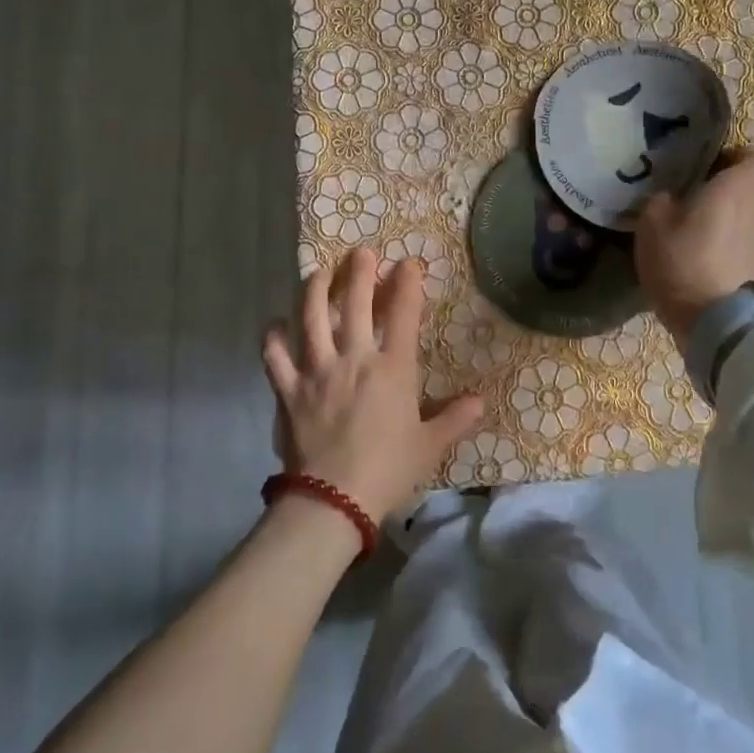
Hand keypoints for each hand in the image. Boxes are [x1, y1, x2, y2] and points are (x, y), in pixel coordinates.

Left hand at [262, 248, 485, 523]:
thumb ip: (454, 419)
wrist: (334, 500)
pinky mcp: (289, 391)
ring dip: (315, 290)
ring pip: (312, 318)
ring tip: (318, 272)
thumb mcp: (429, 446)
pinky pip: (275, 358)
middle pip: (356, 304)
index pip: (404, 314)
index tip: (409, 264)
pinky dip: (273, 339)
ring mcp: (317, 371)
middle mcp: (354, 358)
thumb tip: (480, 402)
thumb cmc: (388, 470)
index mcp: (392, 369)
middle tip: (361, 252)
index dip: (408, 284)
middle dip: (360, 272)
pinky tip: (275, 325)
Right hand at [633, 148, 753, 342]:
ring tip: (695, 227)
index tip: (704, 168)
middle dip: (728, 187)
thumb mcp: (652, 222)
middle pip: (753, 185)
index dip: (731, 157)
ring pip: (751, 213)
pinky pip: (747, 241)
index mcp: (741, 183)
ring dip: (729, 216)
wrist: (716, 321)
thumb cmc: (684, 258)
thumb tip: (670, 198)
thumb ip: (661, 199)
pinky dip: (731, 243)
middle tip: (693, 196)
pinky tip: (704, 255)